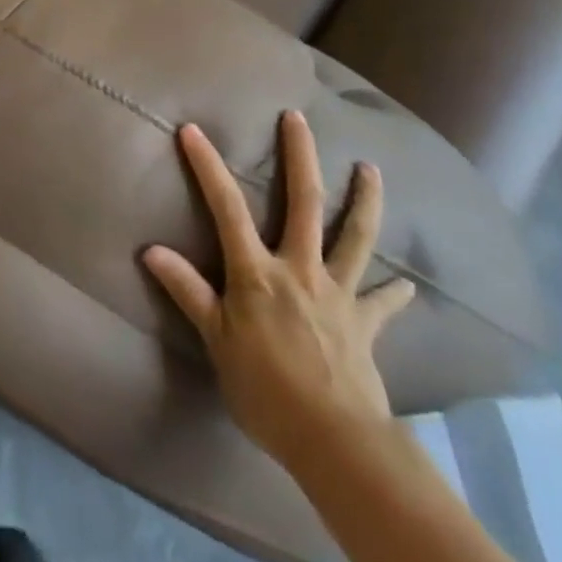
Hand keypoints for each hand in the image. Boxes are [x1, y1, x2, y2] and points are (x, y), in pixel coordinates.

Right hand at [142, 112, 415, 472]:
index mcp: (258, 272)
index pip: (226, 208)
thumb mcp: (216, 341)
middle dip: (300, 157)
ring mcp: (338, 293)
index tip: (193, 130)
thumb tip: (151, 250)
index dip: (208, 167)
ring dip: (364, 201)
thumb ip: (188, 291)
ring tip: (372, 170)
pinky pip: (382, 304)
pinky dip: (395, 294)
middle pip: (304, 203)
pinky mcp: (365, 324)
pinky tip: (409, 286)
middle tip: (298, 119)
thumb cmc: (265, 389)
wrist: (335, 442)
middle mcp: (300, 269)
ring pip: (354, 237)